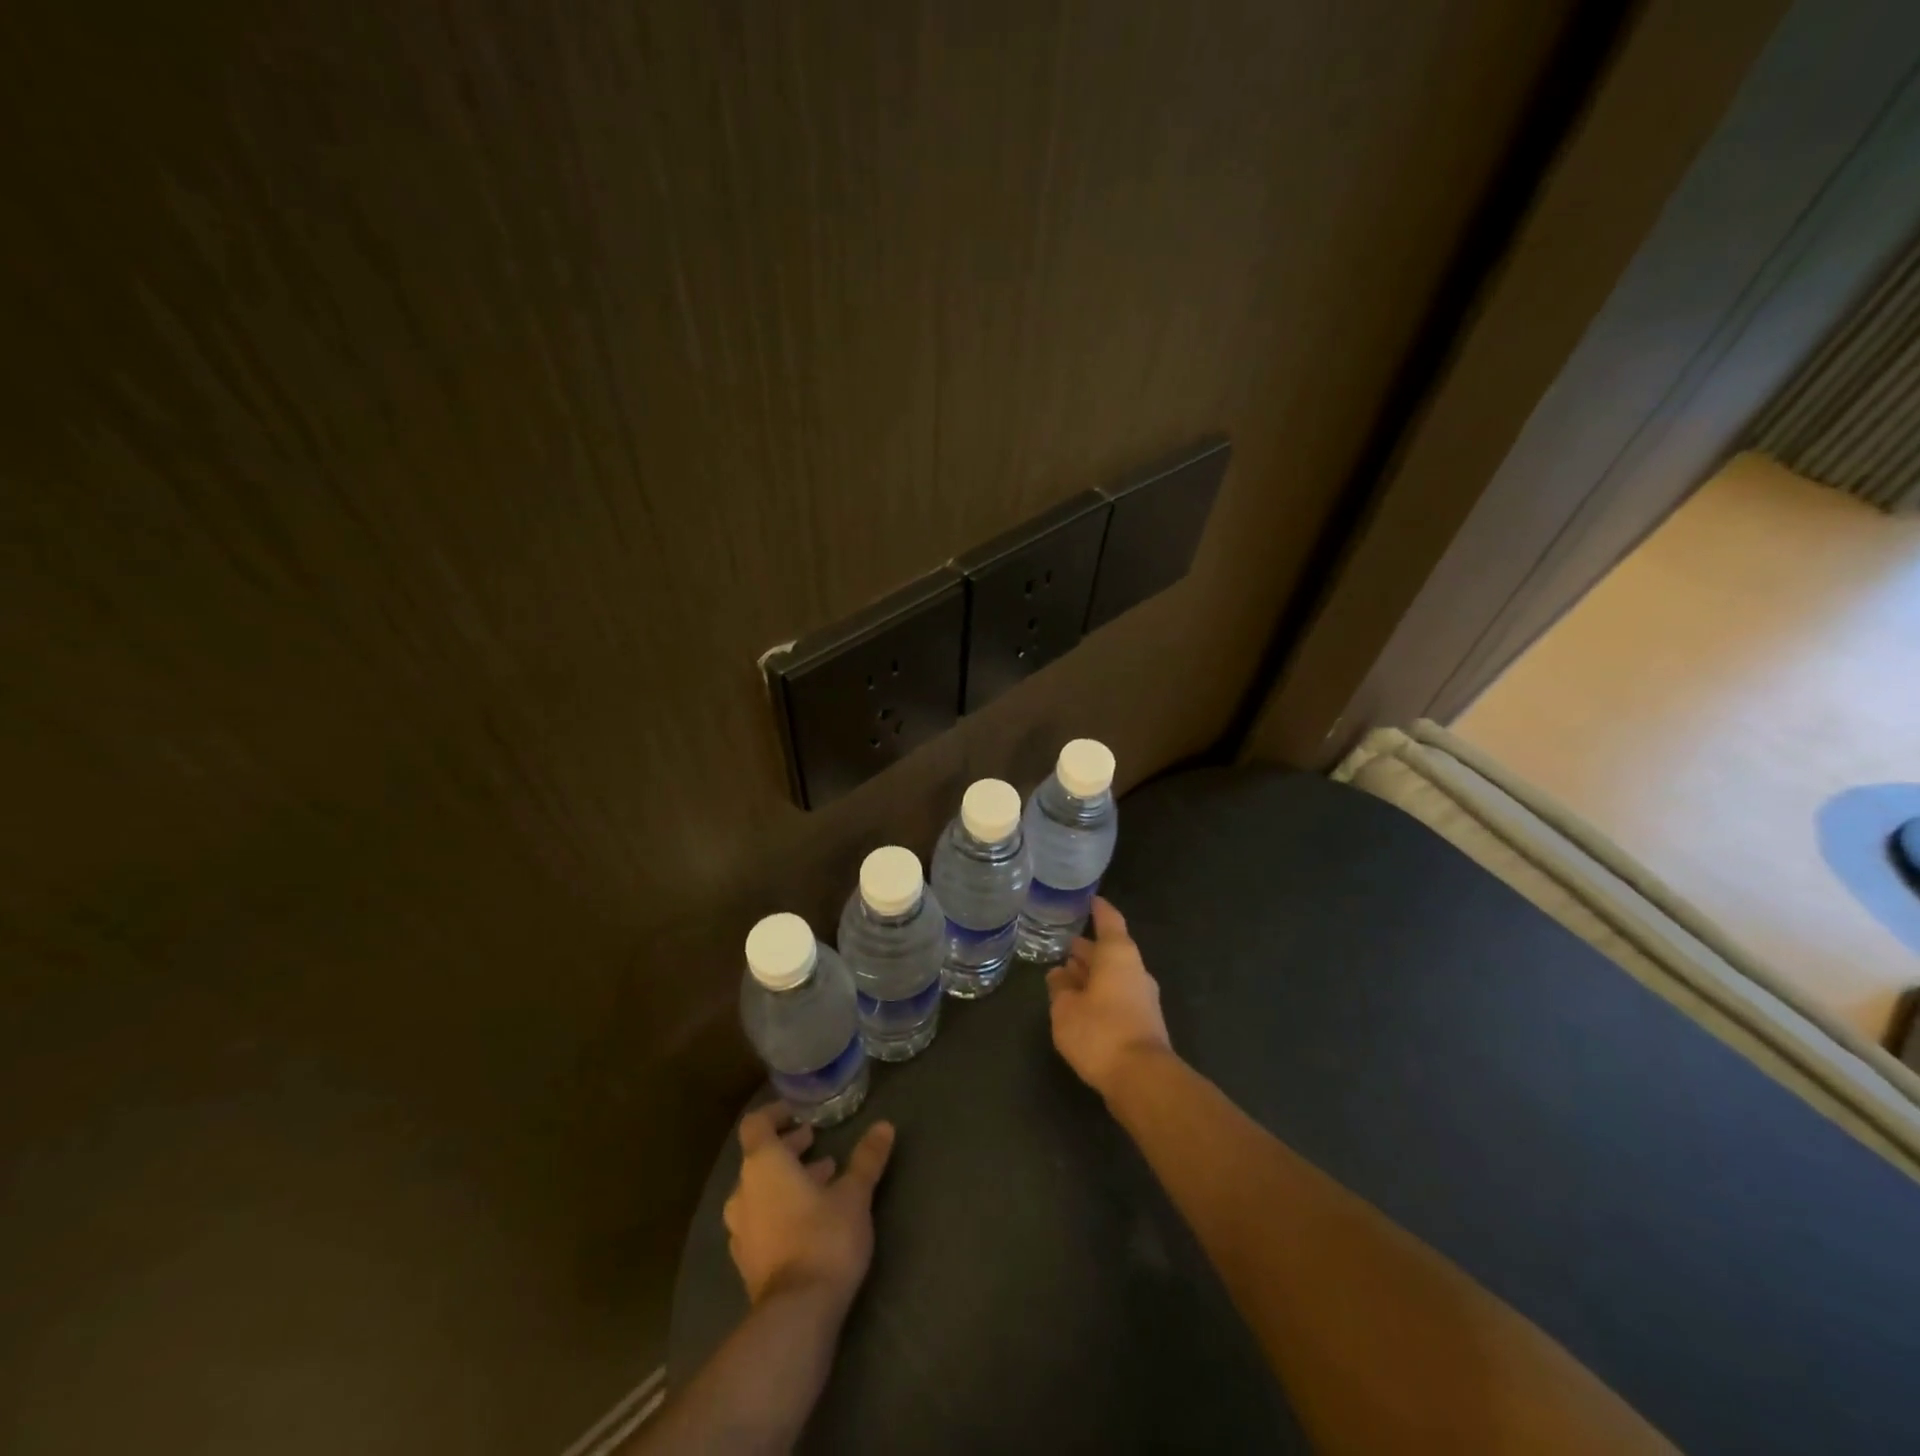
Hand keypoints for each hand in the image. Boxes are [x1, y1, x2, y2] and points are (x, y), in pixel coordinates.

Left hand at [722, 1103, 895, 1310]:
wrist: (796, 1315)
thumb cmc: (824, 1238)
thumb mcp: (854, 1194)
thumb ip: (866, 1159)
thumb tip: (884, 1126)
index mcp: (764, 1165)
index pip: (757, 1124)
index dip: (776, 1114)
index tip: (799, 1114)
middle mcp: (743, 1191)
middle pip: (760, 1158)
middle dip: (789, 1149)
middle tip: (817, 1145)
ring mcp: (740, 1230)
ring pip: (760, 1191)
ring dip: (786, 1181)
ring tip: (822, 1181)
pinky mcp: (746, 1261)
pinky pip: (760, 1220)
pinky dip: (780, 1209)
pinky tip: (809, 1220)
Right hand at [1045, 896, 1173, 1099]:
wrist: (1143, 1080)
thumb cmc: (1100, 1032)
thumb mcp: (1065, 1008)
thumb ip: (1060, 987)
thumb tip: (1059, 973)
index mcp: (1118, 955)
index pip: (1109, 921)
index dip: (1098, 909)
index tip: (1089, 900)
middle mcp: (1134, 970)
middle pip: (1110, 950)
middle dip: (1088, 949)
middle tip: (1064, 945)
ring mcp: (1143, 997)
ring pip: (1114, 975)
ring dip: (1093, 974)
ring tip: (1067, 975)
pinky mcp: (1144, 1022)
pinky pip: (1118, 996)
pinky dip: (1100, 994)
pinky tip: (1081, 1005)